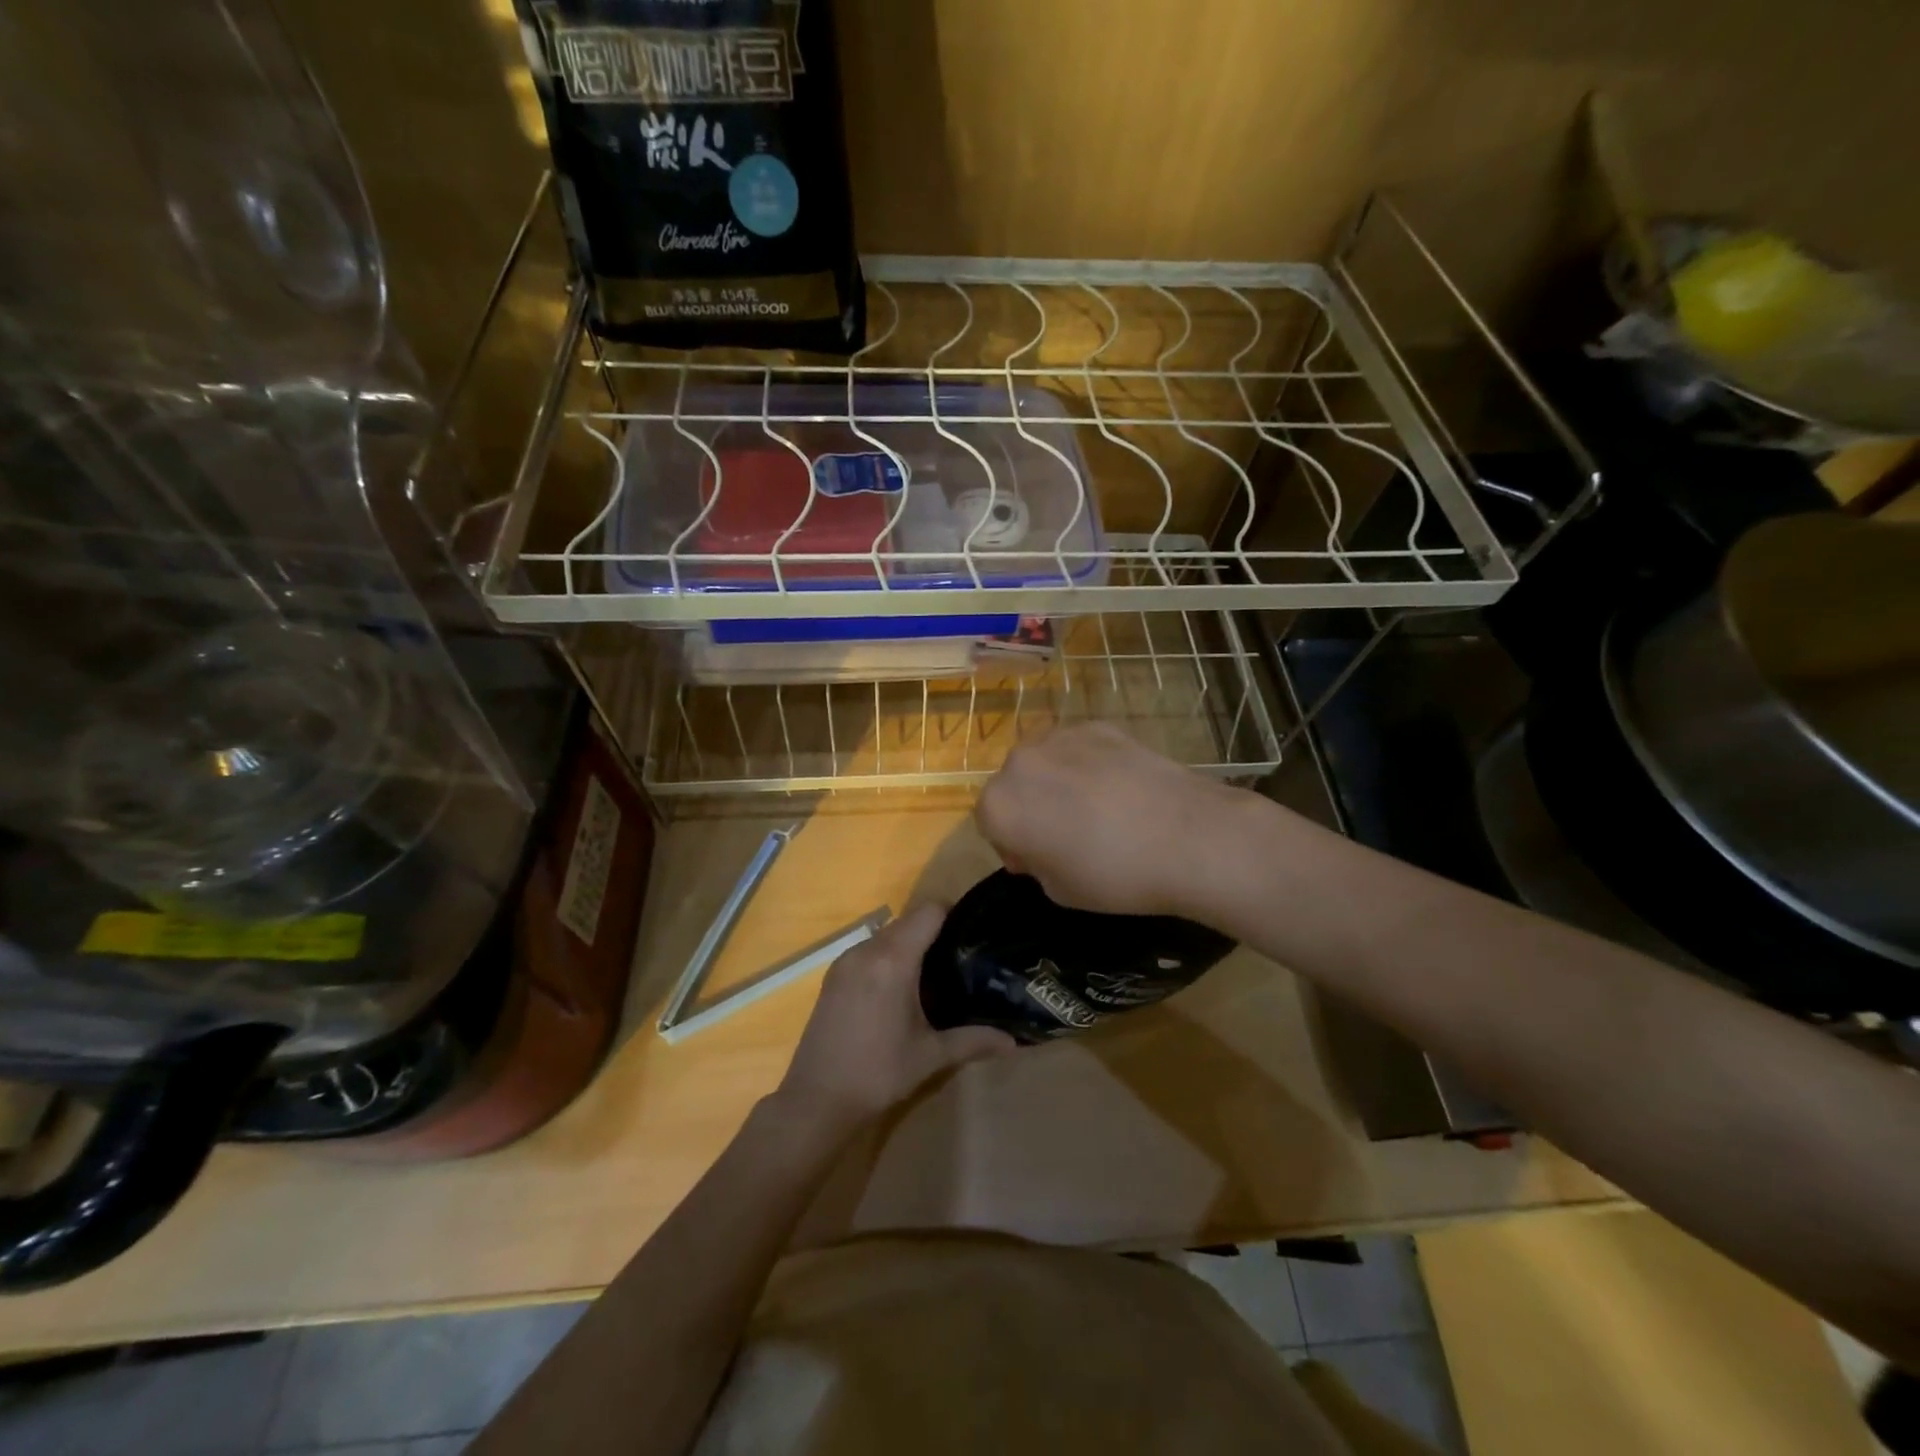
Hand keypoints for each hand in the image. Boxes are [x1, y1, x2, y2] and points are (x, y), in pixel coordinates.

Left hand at [775, 903, 1014, 1130]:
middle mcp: (866, 950)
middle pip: (908, 921)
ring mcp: (844, 960)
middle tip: (961, 958)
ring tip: (934, 974)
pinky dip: (887, 957)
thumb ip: (973, 1040)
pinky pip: (868, 950)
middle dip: (934, 933)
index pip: (929, 911)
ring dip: (909, 945)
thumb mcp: (930, 1056)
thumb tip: (1014, 1042)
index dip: (954, 915)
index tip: (973, 934)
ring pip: (887, 935)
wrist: (816, 1101)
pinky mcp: (832, 975)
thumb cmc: (878, 1073)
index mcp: (893, 960)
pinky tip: (899, 990)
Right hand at [975, 723, 1246, 917]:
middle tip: (1067, 835)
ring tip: (1098, 810)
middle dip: (1031, 808)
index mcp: (1000, 805)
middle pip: (1013, 786)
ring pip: (1045, 763)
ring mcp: (1060, 737)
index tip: (1040, 862)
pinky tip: (1121, 790)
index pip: (989, 824)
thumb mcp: (1059, 890)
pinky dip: (1089, 766)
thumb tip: (1041, 844)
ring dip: (1057, 783)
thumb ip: (1035, 862)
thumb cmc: (1114, 875)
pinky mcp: (1099, 726)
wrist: (1187, 836)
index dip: (1012, 846)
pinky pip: (1078, 749)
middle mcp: (1020, 762)